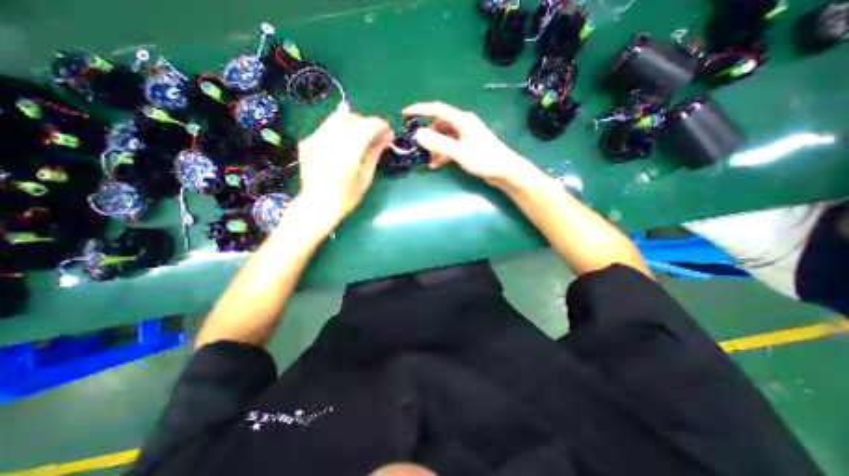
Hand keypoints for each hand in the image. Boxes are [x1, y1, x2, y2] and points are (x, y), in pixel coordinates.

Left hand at [295, 108, 392, 226]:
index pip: (367, 126)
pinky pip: (327, 128)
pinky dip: (340, 131)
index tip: (388, 132)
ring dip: (353, 124)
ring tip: (361, 138)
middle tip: (376, 136)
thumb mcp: (365, 178)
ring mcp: (316, 138)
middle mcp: (330, 139)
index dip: (380, 125)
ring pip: (337, 119)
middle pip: (352, 118)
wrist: (317, 205)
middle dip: (367, 123)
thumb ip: (374, 154)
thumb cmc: (346, 197)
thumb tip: (385, 139)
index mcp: (348, 151)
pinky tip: (344, 144)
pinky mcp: (308, 141)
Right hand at [401, 100, 527, 187]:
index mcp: (462, 120)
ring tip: (425, 160)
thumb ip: (439, 143)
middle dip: (426, 135)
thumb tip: (417, 134)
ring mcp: (465, 137)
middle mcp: (462, 125)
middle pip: (439, 125)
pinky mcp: (467, 148)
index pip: (436, 109)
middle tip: (414, 145)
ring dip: (434, 148)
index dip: (419, 110)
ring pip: (443, 138)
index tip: (405, 114)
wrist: (505, 172)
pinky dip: (441, 155)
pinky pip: (449, 148)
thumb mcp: (459, 152)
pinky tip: (435, 165)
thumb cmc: (484, 159)